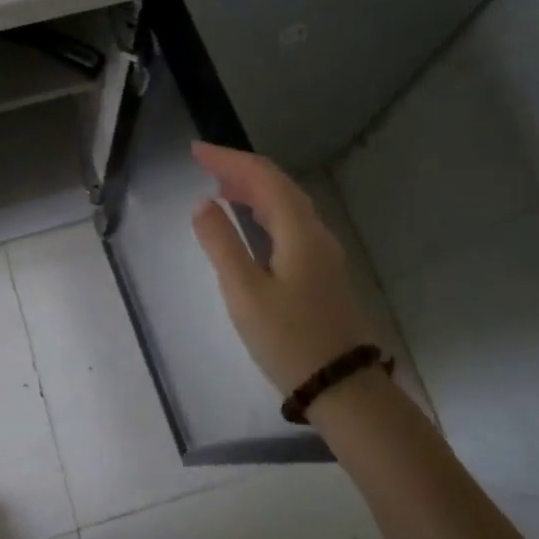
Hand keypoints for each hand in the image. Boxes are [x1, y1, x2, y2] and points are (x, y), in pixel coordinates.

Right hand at [190, 142, 376, 396]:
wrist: (342, 387)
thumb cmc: (289, 338)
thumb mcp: (244, 291)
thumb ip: (221, 243)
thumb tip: (204, 204)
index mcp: (298, 231)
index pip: (263, 177)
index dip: (229, 159)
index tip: (196, 151)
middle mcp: (315, 233)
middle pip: (278, 186)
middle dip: (241, 170)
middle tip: (204, 165)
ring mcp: (322, 253)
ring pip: (287, 205)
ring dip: (253, 190)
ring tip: (220, 188)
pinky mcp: (321, 272)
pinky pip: (290, 225)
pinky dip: (264, 212)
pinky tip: (250, 224)